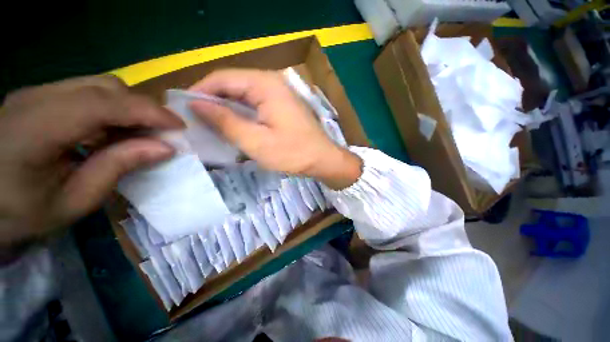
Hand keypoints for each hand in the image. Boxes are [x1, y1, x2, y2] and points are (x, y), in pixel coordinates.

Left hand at [0, 75, 182, 252]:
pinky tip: (111, 131)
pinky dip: (112, 109)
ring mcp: (37, 92)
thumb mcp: (72, 201)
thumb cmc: (19, 213)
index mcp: (37, 128)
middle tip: (161, 133)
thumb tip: (164, 148)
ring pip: (99, 85)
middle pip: (106, 86)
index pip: (104, 104)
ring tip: (138, 134)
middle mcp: (37, 98)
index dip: (149, 112)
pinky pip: (87, 92)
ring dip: (129, 108)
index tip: (180, 127)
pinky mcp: (40, 96)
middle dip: (143, 108)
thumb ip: (118, 168)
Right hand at [189, 69, 361, 189]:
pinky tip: (235, 127)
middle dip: (213, 102)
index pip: (222, 78)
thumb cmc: (292, 152)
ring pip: (243, 96)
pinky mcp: (282, 106)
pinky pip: (255, 105)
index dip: (200, 92)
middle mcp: (271, 82)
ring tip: (211, 127)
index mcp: (264, 84)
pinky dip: (242, 115)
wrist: (323, 159)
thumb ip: (225, 121)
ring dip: (227, 110)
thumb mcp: (255, 141)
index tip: (184, 111)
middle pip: (233, 86)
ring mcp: (279, 94)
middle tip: (197, 123)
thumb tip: (196, 104)